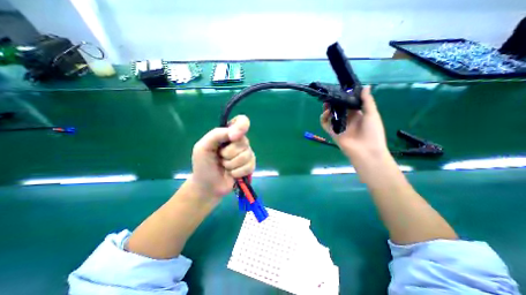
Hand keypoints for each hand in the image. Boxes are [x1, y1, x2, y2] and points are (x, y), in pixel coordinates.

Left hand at [191, 114, 255, 197]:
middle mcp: (239, 142)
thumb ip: (217, 135)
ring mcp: (246, 154)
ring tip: (225, 167)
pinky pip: (250, 166)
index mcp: (228, 134)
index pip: (242, 121)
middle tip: (220, 158)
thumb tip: (236, 133)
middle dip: (229, 153)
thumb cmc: (203, 165)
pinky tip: (232, 174)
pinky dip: (238, 172)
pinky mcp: (250, 166)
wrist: (208, 186)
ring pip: (247, 155)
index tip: (232, 137)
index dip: (241, 127)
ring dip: (232, 164)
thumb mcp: (203, 147)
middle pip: (243, 142)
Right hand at [318, 86, 386, 161]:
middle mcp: (347, 119)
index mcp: (357, 115)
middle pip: (338, 109)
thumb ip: (367, 101)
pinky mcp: (332, 132)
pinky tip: (326, 113)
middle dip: (334, 102)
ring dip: (328, 109)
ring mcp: (339, 126)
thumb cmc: (372, 132)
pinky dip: (323, 119)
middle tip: (331, 95)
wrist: (366, 151)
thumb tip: (365, 86)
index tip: (341, 90)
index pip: (349, 104)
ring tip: (326, 102)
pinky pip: (326, 124)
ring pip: (331, 116)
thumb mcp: (372, 114)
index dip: (345, 97)